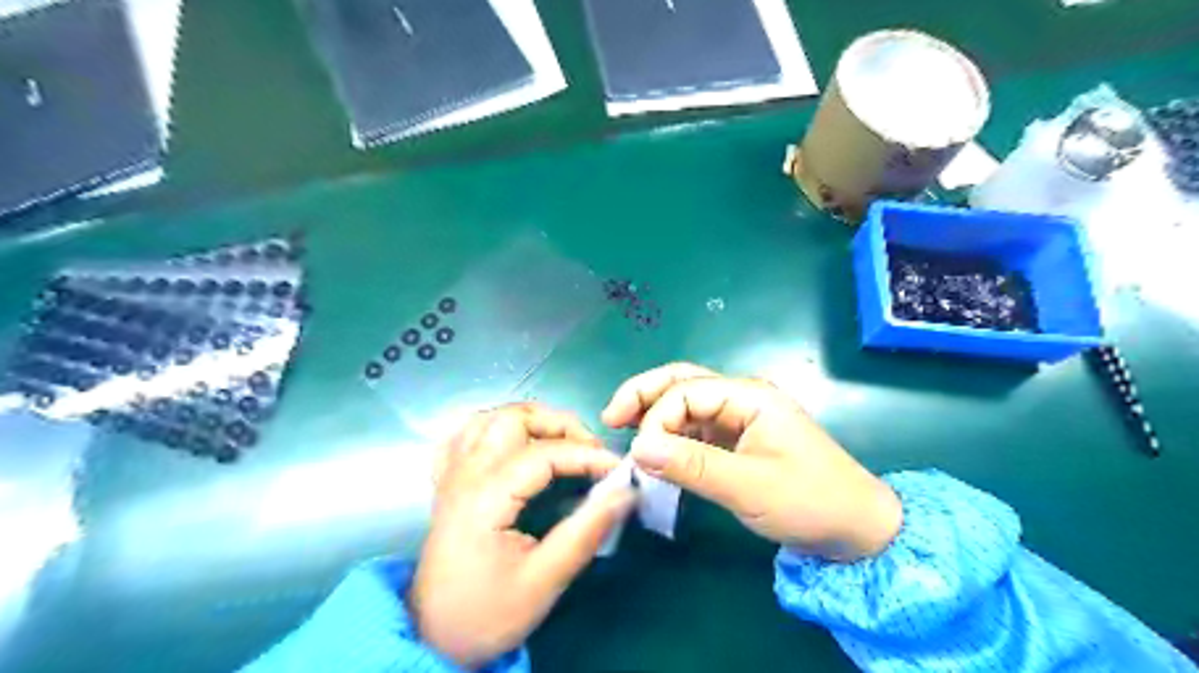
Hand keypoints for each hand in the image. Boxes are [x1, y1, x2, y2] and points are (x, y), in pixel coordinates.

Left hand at [411, 402, 636, 669]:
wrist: (435, 638)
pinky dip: (492, 429)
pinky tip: (510, 444)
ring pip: (488, 419)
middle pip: (513, 419)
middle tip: (589, 450)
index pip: (544, 454)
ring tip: (558, 442)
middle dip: (559, 425)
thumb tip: (625, 492)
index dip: (587, 456)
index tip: (618, 471)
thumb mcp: (545, 580)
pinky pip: (463, 436)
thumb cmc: (489, 613)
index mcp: (486, 497)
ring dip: (529, 421)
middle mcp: (466, 475)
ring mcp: (452, 476)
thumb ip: (586, 531)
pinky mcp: (447, 484)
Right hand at [604, 362, 904, 561]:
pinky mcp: (738, 438)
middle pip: (682, 382)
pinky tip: (656, 451)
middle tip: (610, 418)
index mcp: (749, 396)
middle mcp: (742, 397)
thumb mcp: (748, 486)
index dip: (656, 418)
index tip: (640, 455)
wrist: (856, 527)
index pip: (686, 392)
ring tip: (624, 431)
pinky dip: (671, 434)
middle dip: (644, 394)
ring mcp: (740, 417)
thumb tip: (638, 449)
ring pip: (686, 402)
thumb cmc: (809, 501)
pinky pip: (696, 427)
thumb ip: (691, 465)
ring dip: (655, 413)